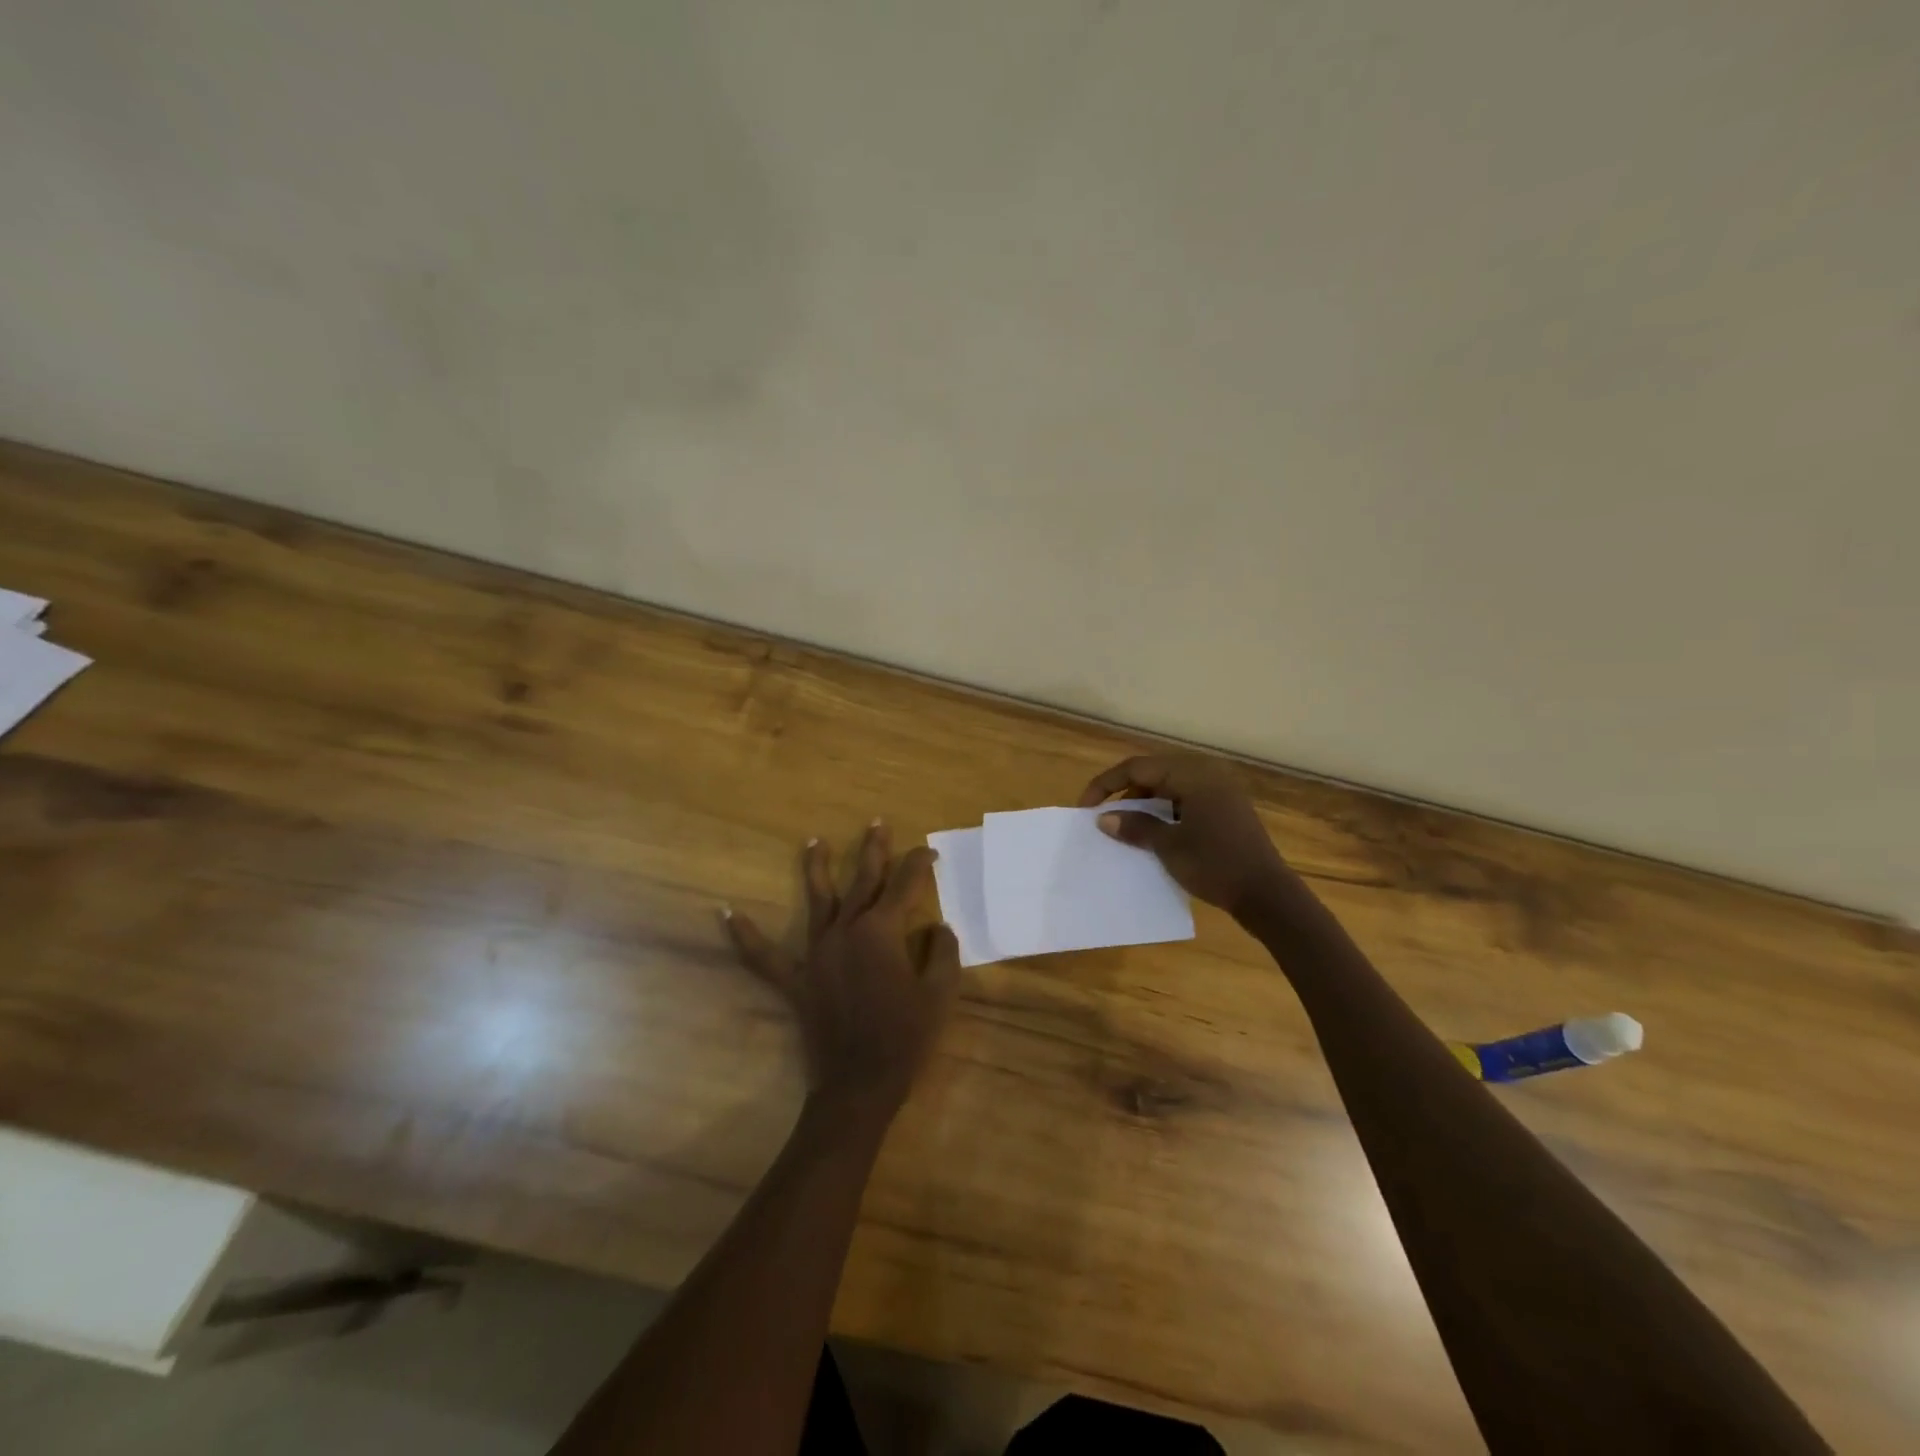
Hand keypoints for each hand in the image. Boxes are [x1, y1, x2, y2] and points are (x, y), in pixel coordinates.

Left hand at [723, 822, 960, 1119]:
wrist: (860, 1085)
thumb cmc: (905, 1038)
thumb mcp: (940, 994)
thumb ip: (943, 953)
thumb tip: (938, 928)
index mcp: (882, 931)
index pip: (904, 885)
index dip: (919, 865)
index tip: (929, 853)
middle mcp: (846, 931)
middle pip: (862, 882)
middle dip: (873, 851)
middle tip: (877, 824)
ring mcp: (817, 954)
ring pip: (817, 901)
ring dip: (817, 869)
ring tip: (814, 842)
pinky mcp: (797, 980)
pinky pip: (765, 956)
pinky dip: (746, 936)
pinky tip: (727, 914)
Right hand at [1080, 754, 1290, 917]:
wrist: (1267, 896)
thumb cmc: (1215, 864)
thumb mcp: (1168, 846)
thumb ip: (1135, 826)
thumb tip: (1104, 818)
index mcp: (1193, 774)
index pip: (1137, 767)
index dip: (1106, 784)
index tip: (1085, 807)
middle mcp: (1207, 774)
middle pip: (1154, 773)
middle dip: (1125, 793)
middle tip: (1104, 816)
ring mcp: (1220, 792)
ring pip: (1170, 787)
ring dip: (1145, 804)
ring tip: (1125, 827)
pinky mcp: (1226, 810)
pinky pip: (1186, 801)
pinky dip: (1165, 812)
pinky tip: (1154, 834)